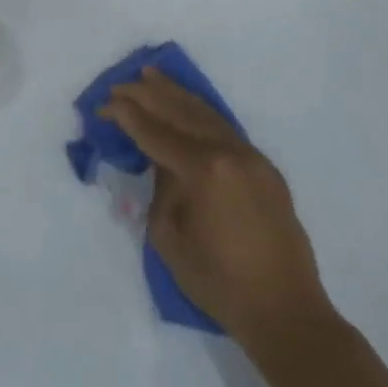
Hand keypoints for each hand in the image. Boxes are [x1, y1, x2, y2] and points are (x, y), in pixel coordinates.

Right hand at [101, 68, 331, 350]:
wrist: (285, 311)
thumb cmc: (217, 281)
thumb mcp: (169, 236)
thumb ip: (162, 189)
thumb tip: (163, 163)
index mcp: (204, 170)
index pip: (156, 133)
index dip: (126, 116)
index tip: (103, 104)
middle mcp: (231, 154)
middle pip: (182, 114)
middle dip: (148, 96)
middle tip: (120, 83)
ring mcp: (254, 160)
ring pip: (208, 116)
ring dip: (177, 95)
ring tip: (152, 75)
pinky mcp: (266, 171)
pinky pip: (226, 130)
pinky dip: (201, 114)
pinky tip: (188, 106)